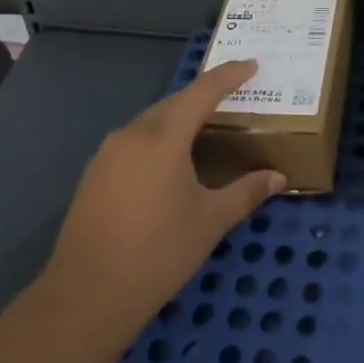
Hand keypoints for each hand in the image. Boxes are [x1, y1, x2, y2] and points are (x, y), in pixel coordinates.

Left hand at [43, 59, 283, 336]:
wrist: (86, 297)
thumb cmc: (158, 253)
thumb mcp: (210, 221)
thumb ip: (246, 192)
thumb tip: (278, 177)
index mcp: (164, 137)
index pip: (203, 91)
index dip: (229, 75)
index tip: (252, 65)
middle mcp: (133, 134)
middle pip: (175, 102)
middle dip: (205, 96)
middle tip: (234, 99)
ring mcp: (108, 153)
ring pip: (152, 121)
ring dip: (180, 118)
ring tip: (206, 129)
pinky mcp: (94, 174)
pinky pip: (134, 140)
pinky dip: (159, 138)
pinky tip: (170, 162)